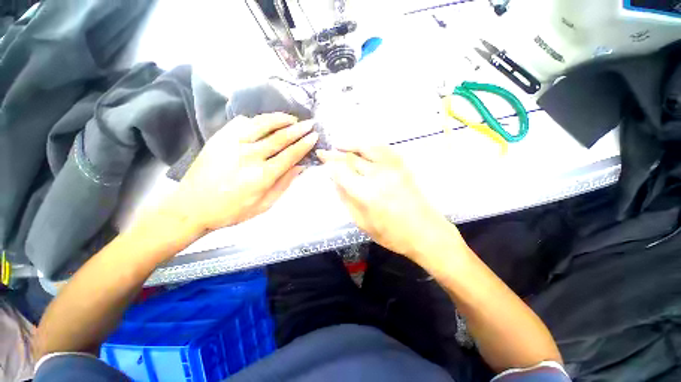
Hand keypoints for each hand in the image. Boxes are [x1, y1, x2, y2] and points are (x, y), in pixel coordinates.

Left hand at [166, 113, 317, 233]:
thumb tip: (300, 167)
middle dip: (298, 129)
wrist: (191, 207)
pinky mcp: (219, 138)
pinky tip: (265, 122)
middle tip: (310, 123)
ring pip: (262, 124)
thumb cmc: (232, 211)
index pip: (290, 155)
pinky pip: (241, 122)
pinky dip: (257, 120)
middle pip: (280, 137)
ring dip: (280, 119)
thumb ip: (284, 184)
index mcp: (262, 176)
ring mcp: (232, 144)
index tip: (314, 136)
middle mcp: (249, 156)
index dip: (304, 145)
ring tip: (292, 118)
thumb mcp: (264, 205)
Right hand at [317, 146, 460, 260]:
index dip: (329, 165)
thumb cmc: (391, 234)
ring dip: (350, 145)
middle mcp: (377, 176)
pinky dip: (369, 145)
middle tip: (324, 152)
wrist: (425, 232)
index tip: (322, 161)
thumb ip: (346, 200)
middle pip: (351, 159)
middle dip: (334, 155)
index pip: (341, 172)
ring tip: (338, 144)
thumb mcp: (362, 223)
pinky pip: (383, 149)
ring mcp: (391, 168)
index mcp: (365, 193)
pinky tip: (362, 146)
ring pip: (366, 148)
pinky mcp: (402, 166)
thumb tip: (335, 181)